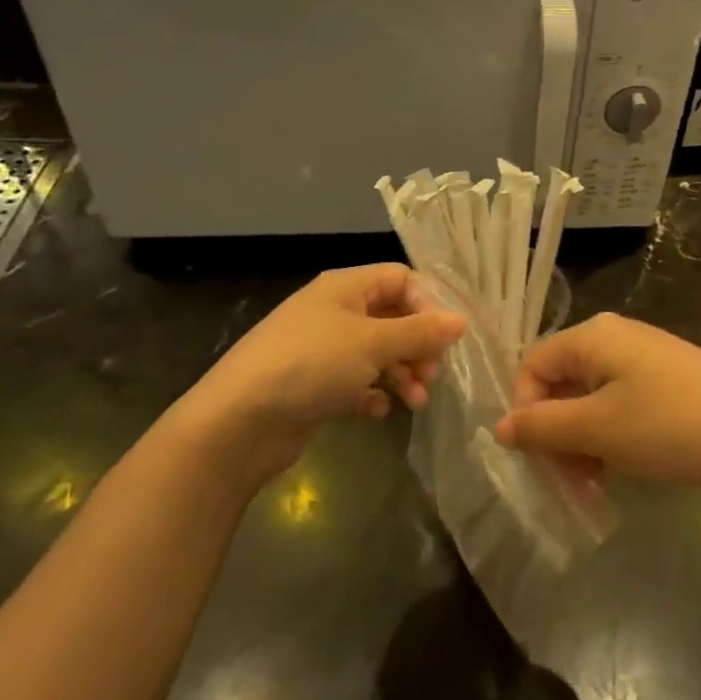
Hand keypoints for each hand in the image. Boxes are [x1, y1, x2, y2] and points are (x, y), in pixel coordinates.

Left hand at [167, 265, 464, 493]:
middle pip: (392, 317)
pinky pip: (356, 383)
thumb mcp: (372, 343)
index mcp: (345, 287)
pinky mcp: (315, 385)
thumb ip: (419, 332)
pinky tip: (376, 412)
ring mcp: (323, 350)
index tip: (449, 338)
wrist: (240, 421)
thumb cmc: (311, 366)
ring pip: (377, 353)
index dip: (429, 304)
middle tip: (432, 375)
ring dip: (401, 374)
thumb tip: (460, 321)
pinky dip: (372, 395)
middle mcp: (335, 312)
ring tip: (414, 401)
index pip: (401, 279)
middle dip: (418, 346)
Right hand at [495, 313, 700, 491]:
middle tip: (570, 482)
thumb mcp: (600, 430)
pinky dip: (610, 438)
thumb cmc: (674, 428)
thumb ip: (542, 427)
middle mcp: (615, 338)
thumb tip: (499, 427)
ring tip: (596, 486)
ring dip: (582, 444)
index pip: (531, 366)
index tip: (539, 459)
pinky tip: (621, 471)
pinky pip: (620, 406)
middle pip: (560, 384)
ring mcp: (644, 359)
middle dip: (556, 435)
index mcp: (593, 336)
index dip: (525, 412)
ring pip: (589, 400)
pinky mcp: (667, 382)